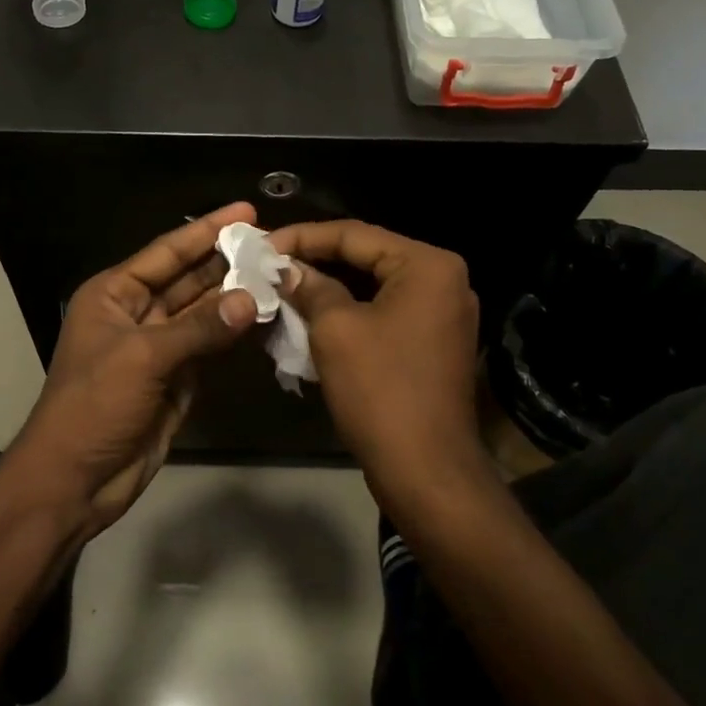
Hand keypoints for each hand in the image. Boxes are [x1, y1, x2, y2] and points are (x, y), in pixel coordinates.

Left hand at [8, 203, 259, 536]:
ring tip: (279, 274)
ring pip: (203, 312)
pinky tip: (264, 316)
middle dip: (226, 261)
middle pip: (188, 278)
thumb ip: (199, 327)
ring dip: (236, 296)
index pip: (167, 252)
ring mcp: (158, 347)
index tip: (246, 211)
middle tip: (273, 244)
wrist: (76, 480)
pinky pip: (210, 346)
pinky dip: (234, 333)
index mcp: (114, 294)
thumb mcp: (143, 357)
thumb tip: (250, 299)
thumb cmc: (94, 406)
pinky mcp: (176, 378)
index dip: (205, 230)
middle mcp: (136, 313)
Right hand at [268, 221, 482, 505]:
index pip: (355, 234)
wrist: (426, 471)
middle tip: (270, 264)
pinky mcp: (433, 342)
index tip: (261, 244)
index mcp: (428, 265)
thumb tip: (286, 269)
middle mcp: (444, 280)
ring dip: (329, 288)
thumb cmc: (380, 390)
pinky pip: (385, 312)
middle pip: (367, 257)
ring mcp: (443, 314)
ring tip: (283, 288)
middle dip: (316, 261)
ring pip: (374, 286)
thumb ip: (310, 287)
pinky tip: (312, 316)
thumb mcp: (335, 330)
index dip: (303, 237)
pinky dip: (349, 311)